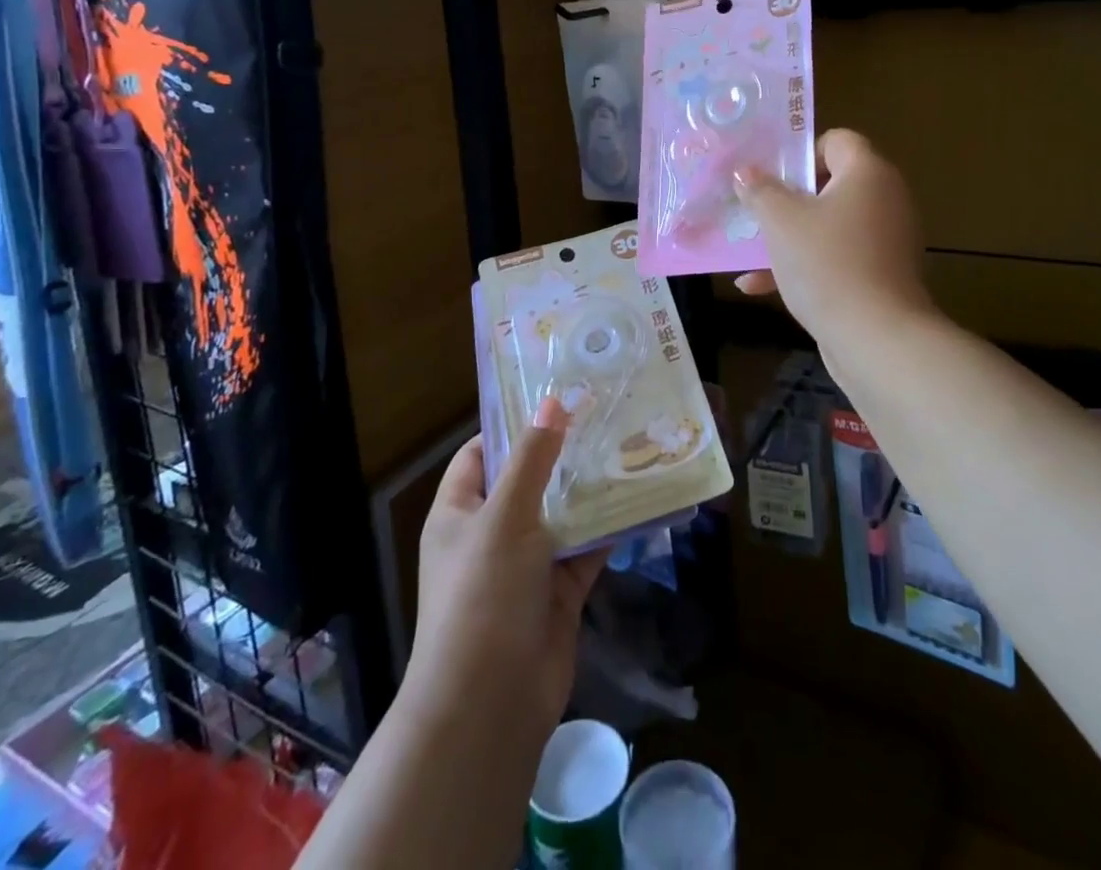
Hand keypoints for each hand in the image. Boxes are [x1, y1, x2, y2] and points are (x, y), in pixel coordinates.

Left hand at [408, 399, 608, 740]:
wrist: (491, 704)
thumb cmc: (483, 596)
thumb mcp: (504, 517)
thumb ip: (532, 458)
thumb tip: (551, 400)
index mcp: (460, 513)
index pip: (481, 454)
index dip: (512, 426)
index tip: (554, 397)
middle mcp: (490, 534)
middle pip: (527, 481)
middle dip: (562, 453)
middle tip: (604, 413)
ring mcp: (526, 565)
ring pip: (561, 514)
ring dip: (590, 488)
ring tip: (628, 444)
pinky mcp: (559, 592)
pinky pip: (587, 549)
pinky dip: (609, 528)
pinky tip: (640, 497)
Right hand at [735, 129, 933, 348]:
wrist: (876, 339)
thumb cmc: (827, 264)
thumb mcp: (781, 222)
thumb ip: (760, 190)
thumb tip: (745, 171)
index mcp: (868, 173)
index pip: (837, 140)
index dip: (800, 152)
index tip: (768, 174)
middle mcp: (884, 200)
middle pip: (830, 184)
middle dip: (786, 198)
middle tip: (752, 208)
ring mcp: (885, 240)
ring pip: (828, 225)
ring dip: (788, 235)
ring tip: (748, 248)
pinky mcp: (879, 275)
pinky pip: (836, 257)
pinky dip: (804, 265)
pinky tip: (758, 286)